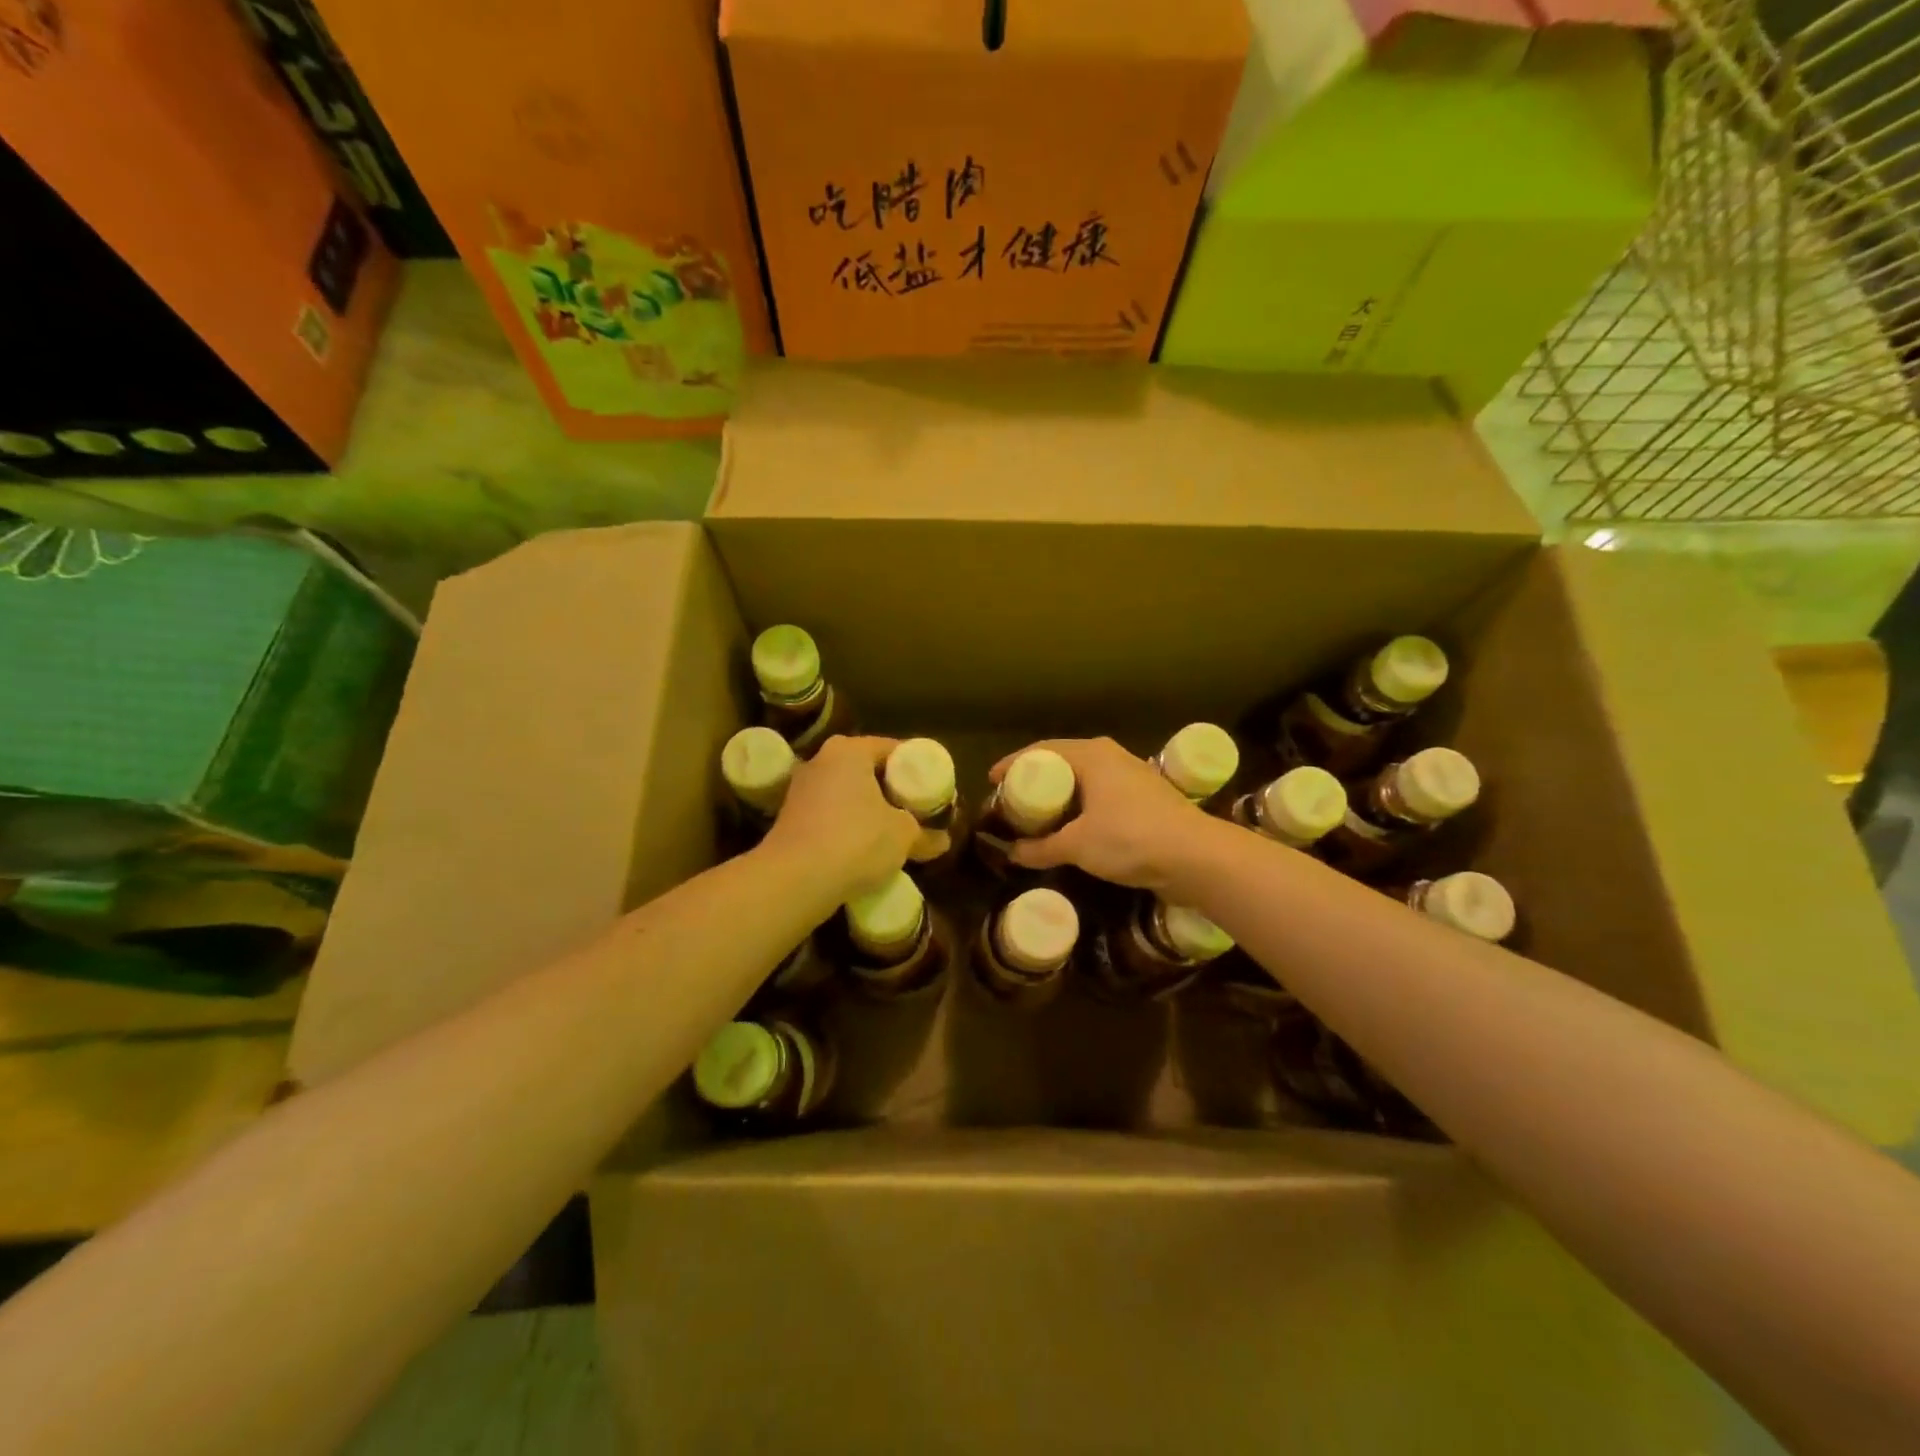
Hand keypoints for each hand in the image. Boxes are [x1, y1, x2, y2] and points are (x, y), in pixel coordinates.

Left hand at [763, 735, 919, 897]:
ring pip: (846, 794)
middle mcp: (820, 761)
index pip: (891, 749)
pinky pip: (829, 815)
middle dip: (891, 789)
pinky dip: (847, 826)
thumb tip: (943, 841)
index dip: (915, 767)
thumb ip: (925, 834)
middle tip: (915, 810)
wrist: (795, 880)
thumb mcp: (904, 836)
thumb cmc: (856, 840)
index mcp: (849, 750)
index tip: (931, 789)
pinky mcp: (789, 819)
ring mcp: (800, 790)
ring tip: (892, 832)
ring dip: (867, 810)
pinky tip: (863, 848)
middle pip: (866, 769)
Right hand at [990, 737, 1213, 893]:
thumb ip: (1041, 848)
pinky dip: (1080, 805)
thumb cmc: (1131, 839)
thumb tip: (1013, 854)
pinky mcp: (1145, 797)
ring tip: (1038, 815)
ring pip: (1084, 779)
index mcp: (1091, 755)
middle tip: (1012, 800)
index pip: (1042, 751)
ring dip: (1060, 795)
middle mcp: (1111, 756)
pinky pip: (1100, 793)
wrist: (1196, 857)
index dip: (1013, 764)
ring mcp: (1132, 775)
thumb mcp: (1077, 846)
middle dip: (1036, 780)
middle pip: (1062, 761)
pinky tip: (1073, 826)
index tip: (992, 780)